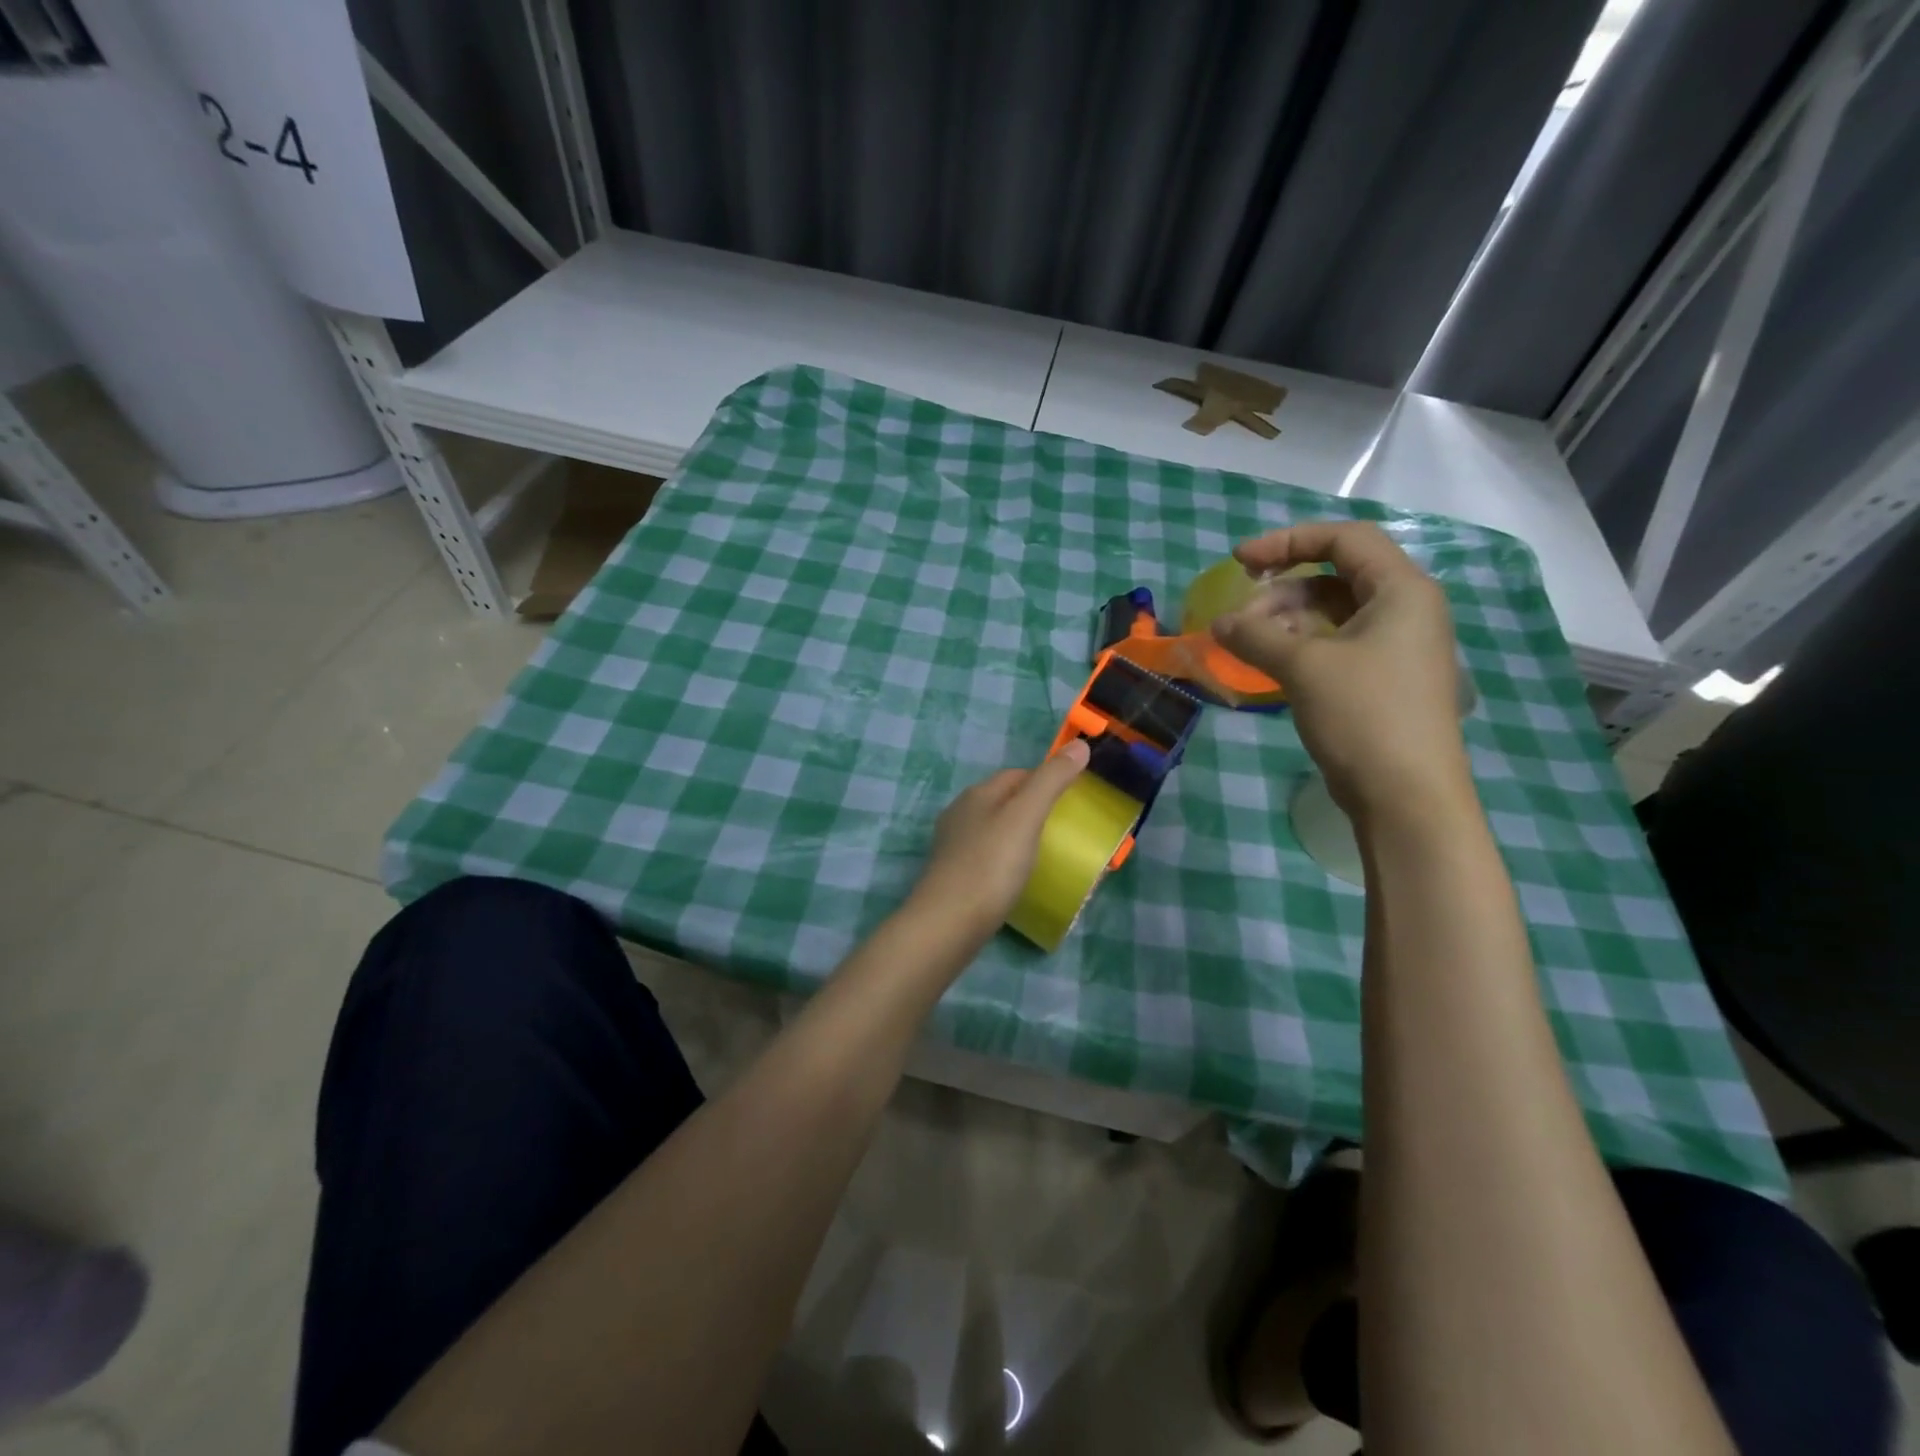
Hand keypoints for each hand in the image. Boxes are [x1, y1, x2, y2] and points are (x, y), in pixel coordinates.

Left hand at [909, 739, 1091, 942]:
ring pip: (993, 828)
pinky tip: (1017, 877)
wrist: (948, 923)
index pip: (1017, 774)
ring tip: (1045, 853)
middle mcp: (960, 813)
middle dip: (1032, 807)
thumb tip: (1079, 745)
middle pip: (1003, 800)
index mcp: (978, 794)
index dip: (1046, 779)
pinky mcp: (953, 875)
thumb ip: (1052, 781)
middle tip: (1064, 828)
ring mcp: (953, 846)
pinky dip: (1005, 859)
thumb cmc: (991, 865)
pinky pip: (986, 856)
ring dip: (1018, 834)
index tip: (1072, 798)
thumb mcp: (1026, 817)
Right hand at [1211, 521, 1470, 819]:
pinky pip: (1336, 644)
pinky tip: (1267, 663)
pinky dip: (1299, 645)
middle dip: (1279, 590)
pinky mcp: (1382, 678)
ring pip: (1332, 613)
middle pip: (1335, 576)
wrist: (1406, 797)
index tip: (1240, 561)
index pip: (1344, 538)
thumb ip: (1256, 635)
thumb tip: (1218, 623)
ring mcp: (1395, 646)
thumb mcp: (1303, 667)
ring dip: (1284, 620)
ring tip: (1245, 645)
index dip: (1287, 541)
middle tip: (1237, 619)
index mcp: (1402, 590)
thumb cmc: (1364, 716)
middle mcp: (1405, 609)